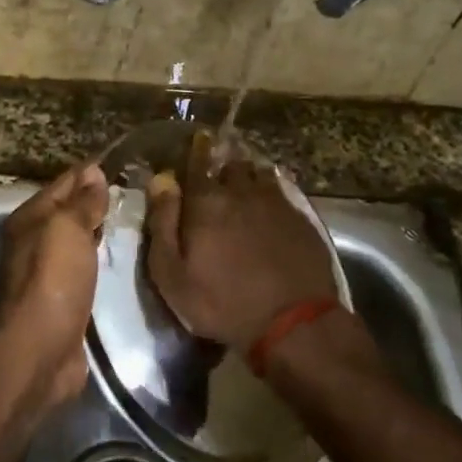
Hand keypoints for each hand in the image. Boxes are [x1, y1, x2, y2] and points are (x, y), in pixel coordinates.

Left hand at [0, 162, 108, 406]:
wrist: (42, 348)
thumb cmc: (54, 280)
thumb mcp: (68, 229)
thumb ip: (82, 202)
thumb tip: (93, 172)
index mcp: (29, 219)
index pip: (63, 183)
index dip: (89, 173)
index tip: (122, 163)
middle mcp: (32, 242)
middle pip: (67, 212)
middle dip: (94, 201)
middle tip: (134, 192)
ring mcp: (45, 272)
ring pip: (75, 241)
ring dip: (97, 231)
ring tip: (131, 221)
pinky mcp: (60, 299)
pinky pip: (82, 268)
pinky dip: (97, 259)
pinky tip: (118, 259)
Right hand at [145, 133, 337, 350]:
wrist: (292, 323)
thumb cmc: (221, 302)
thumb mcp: (172, 273)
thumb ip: (163, 223)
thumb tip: (161, 180)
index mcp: (206, 202)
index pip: (197, 163)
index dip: (196, 150)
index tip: (197, 139)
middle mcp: (242, 192)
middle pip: (231, 166)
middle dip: (222, 167)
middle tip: (217, 176)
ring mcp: (276, 204)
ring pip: (259, 175)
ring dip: (248, 177)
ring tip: (244, 186)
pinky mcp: (301, 219)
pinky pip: (282, 193)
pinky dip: (272, 192)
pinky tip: (270, 204)